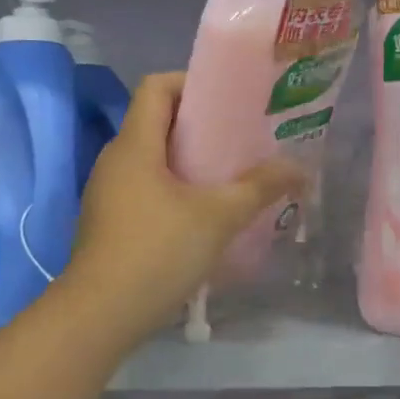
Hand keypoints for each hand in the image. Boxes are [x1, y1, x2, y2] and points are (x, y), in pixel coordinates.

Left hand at [63, 73, 300, 340]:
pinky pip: (145, 189)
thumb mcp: (218, 217)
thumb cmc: (157, 252)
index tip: (228, 102)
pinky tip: (203, 216)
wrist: (99, 315)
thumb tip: (300, 168)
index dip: (191, 83)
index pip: (156, 87)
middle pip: (157, 122)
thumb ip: (260, 187)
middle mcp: (115, 160)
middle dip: (200, 126)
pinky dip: (174, 190)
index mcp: (135, 145)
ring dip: (188, 162)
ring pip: (152, 160)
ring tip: (229, 177)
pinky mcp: (109, 222)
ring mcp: (108, 193)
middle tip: (241, 140)